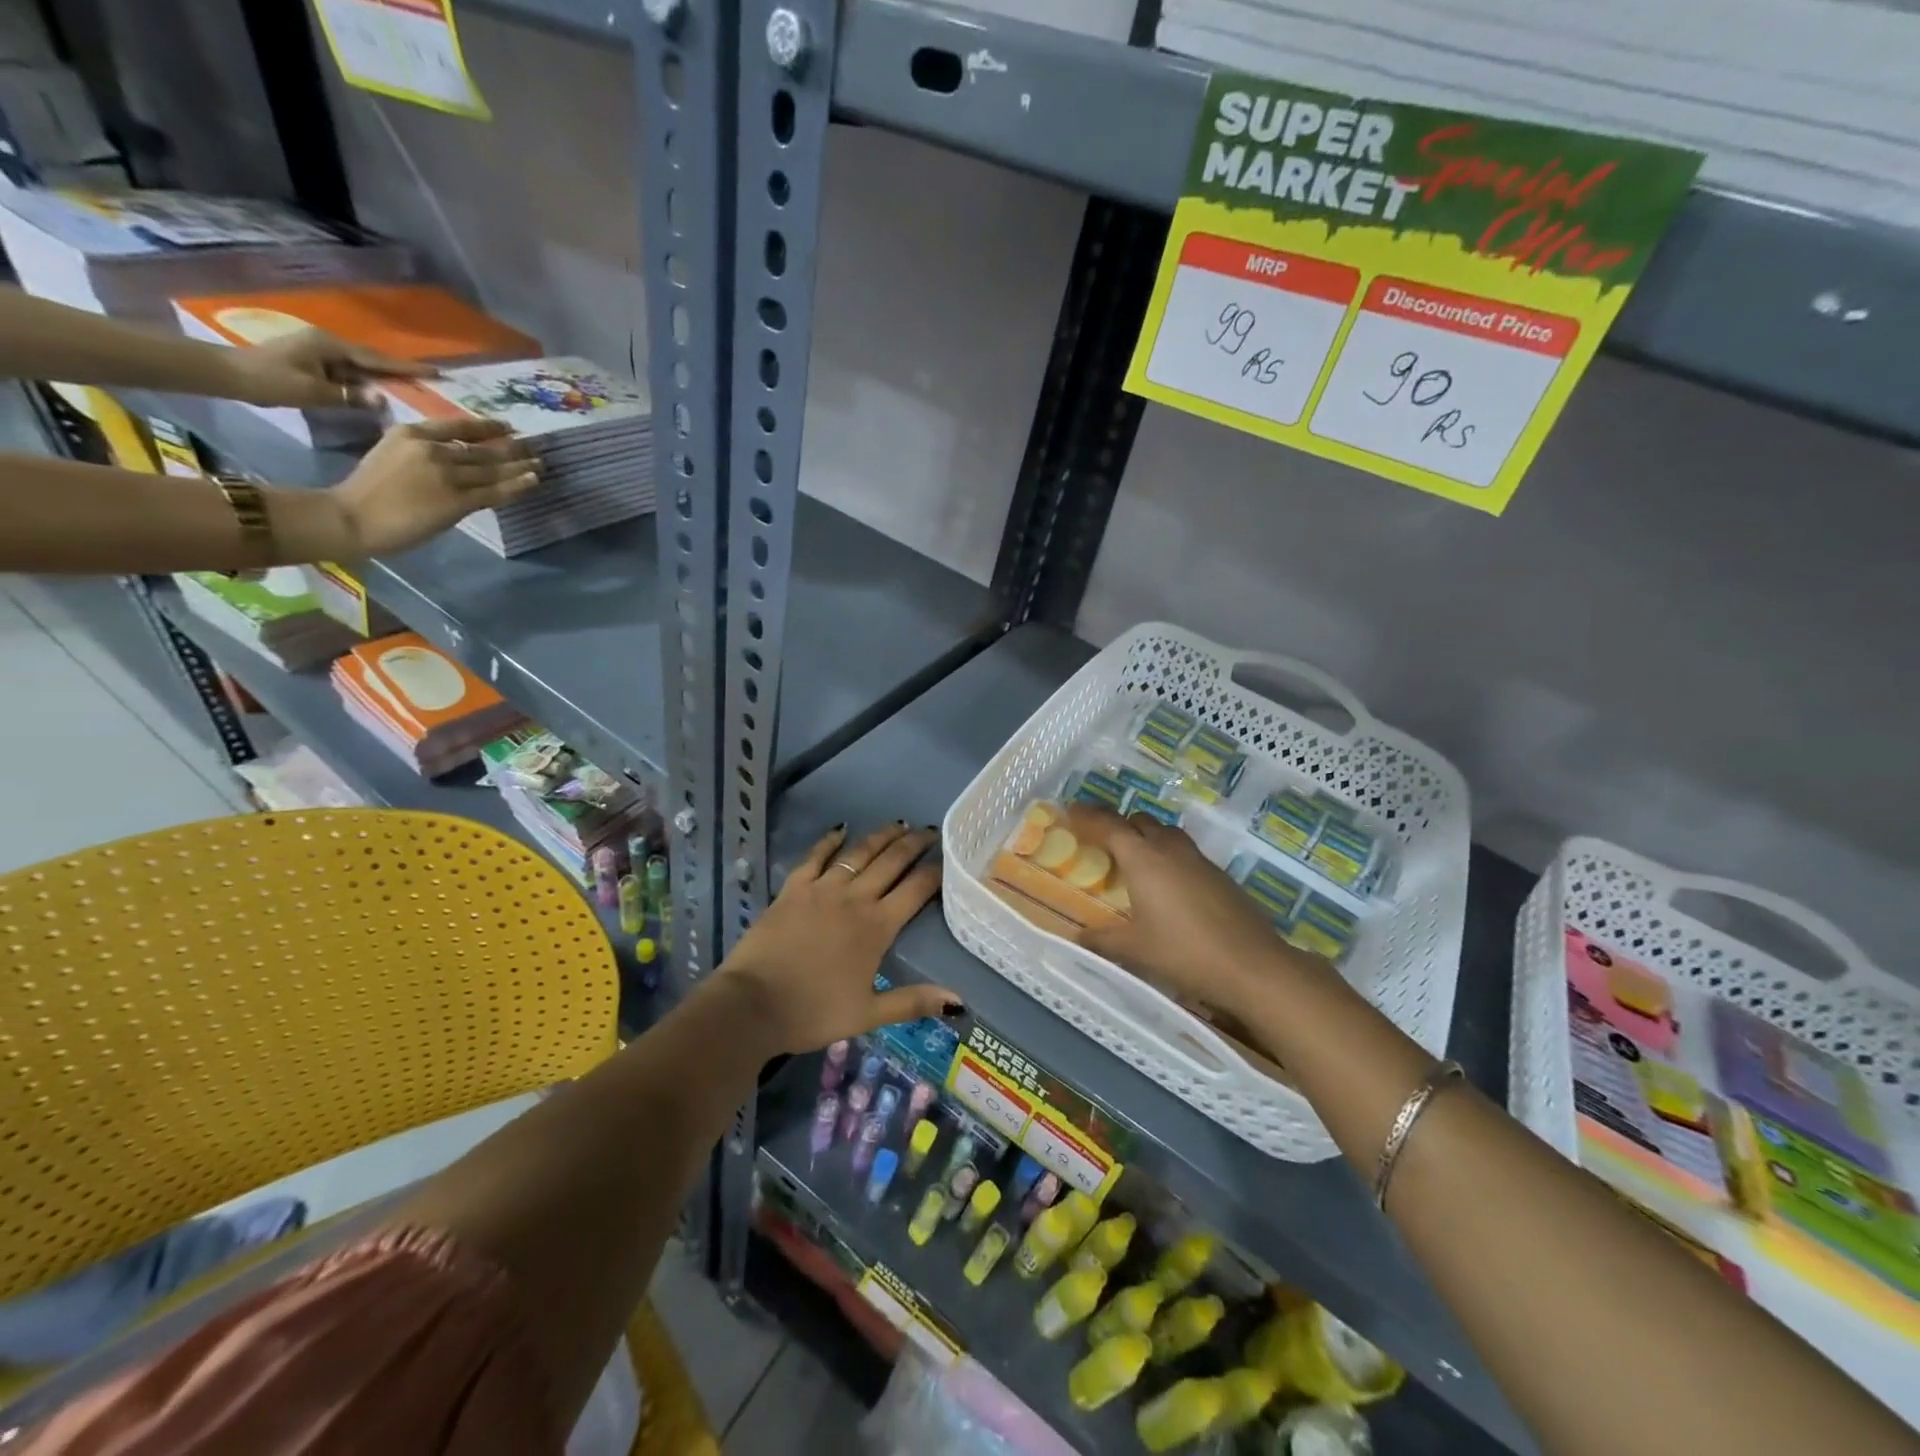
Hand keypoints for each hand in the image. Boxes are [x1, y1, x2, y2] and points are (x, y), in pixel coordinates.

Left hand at [222, 328, 436, 409]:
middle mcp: (329, 345)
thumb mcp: (312, 392)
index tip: (437, 372)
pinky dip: (368, 383)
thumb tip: (384, 400)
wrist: (226, 374)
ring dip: (385, 378)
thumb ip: (350, 397)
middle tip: (431, 380)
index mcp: (331, 347)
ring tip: (414, 389)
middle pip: (373, 361)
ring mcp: (321, 354)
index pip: (378, 360)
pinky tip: (381, 393)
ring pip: (362, 368)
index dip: (408, 367)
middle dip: (401, 370)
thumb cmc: (268, 380)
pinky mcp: (315, 364)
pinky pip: (351, 375)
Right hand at [327, 419, 539, 556]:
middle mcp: (433, 449)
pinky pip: (494, 492)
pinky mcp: (457, 500)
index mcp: (412, 433)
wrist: (353, 516)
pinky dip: (517, 486)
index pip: (459, 426)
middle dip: (512, 447)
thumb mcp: (391, 454)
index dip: (487, 427)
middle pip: (482, 449)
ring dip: (520, 466)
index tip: (507, 426)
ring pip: (492, 470)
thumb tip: (454, 456)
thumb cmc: (369, 490)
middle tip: (534, 445)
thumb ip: (421, 451)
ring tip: (540, 463)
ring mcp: (447, 475)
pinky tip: (533, 481)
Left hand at [715, 822, 961, 1056]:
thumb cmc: (813, 1012)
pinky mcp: (793, 888)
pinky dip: (829, 841)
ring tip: (899, 824)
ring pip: (859, 854)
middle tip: (930, 831)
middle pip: (891, 863)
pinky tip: (841, 828)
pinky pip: (815, 857)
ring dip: (881, 837)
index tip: (948, 858)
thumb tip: (958, 1001)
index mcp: (877, 927)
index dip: (934, 873)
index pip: (915, 890)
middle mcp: (855, 899)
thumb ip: (913, 1002)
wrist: (753, 1005)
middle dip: (913, 844)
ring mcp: (822, 889)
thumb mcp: (868, 1015)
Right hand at [1077, 809, 1305, 1020]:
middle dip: (1119, 825)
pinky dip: (1169, 858)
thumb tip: (1078, 938)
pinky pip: (1185, 853)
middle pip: (1139, 822)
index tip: (1071, 810)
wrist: (1252, 966)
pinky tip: (1168, 887)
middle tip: (1102, 842)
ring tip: (1135, 862)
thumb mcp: (1134, 950)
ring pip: (1166, 834)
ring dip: (1147, 838)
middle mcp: (1169, 849)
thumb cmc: (1184, 952)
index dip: (1088, 816)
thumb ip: (1102, 940)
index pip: (1109, 826)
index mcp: (1143, 859)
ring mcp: (1198, 860)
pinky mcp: (1219, 875)